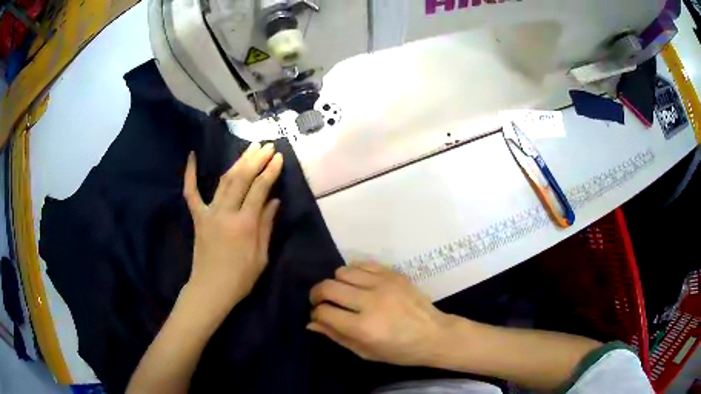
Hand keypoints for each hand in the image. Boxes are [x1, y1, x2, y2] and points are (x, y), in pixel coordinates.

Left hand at [183, 142, 282, 310]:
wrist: (211, 289)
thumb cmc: (241, 278)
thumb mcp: (262, 256)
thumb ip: (267, 225)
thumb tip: (274, 200)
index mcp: (245, 224)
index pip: (260, 189)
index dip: (270, 171)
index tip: (278, 157)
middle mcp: (226, 213)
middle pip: (242, 178)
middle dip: (256, 159)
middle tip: (267, 146)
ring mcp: (209, 213)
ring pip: (224, 180)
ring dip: (238, 162)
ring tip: (250, 148)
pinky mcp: (198, 217)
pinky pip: (191, 192)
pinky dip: (190, 174)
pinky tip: (191, 157)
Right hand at [308, 263, 450, 365]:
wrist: (434, 334)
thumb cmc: (399, 350)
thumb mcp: (365, 352)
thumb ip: (336, 336)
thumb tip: (311, 323)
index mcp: (363, 327)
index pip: (324, 311)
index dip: (316, 314)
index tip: (318, 317)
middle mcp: (370, 302)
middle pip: (328, 287)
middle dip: (317, 294)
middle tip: (322, 302)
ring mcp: (383, 284)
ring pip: (342, 271)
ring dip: (336, 282)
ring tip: (343, 292)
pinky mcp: (393, 274)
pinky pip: (362, 264)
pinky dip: (354, 272)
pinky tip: (358, 283)